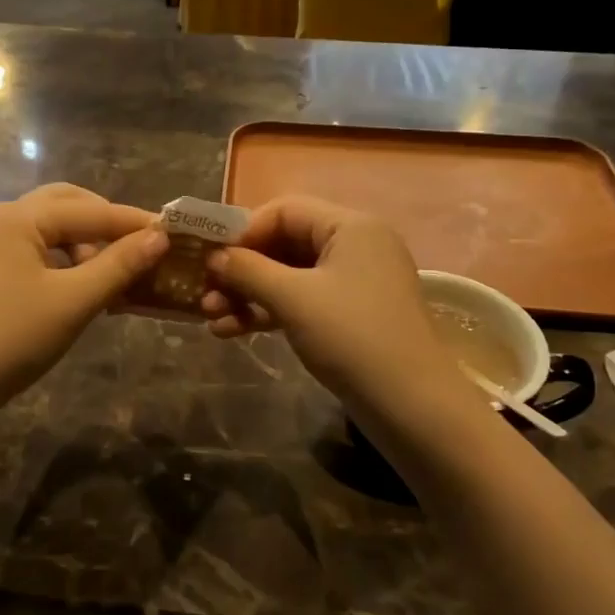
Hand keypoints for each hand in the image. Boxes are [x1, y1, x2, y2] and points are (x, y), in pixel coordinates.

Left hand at [0, 183, 167, 409]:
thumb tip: (159, 237)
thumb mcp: (73, 301)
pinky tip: (80, 287)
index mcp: (18, 218)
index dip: (133, 222)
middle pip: (65, 205)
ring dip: (84, 242)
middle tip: (140, 245)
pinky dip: (63, 260)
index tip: (173, 231)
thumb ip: (118, 265)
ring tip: (112, 275)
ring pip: (48, 228)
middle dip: (105, 222)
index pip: (90, 210)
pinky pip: (34, 250)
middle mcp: (0, 220)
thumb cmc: (12, 339)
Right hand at [200, 195, 452, 408]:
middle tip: (203, 294)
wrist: (410, 404)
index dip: (243, 231)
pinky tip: (231, 331)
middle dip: (241, 269)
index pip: (284, 210)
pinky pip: (300, 302)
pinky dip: (268, 313)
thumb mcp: (293, 298)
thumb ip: (248, 270)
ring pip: (288, 277)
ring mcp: (353, 283)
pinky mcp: (349, 316)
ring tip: (210, 319)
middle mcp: (354, 246)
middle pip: (284, 243)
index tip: (208, 258)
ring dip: (248, 295)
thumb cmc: (351, 336)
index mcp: (350, 226)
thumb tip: (214, 257)